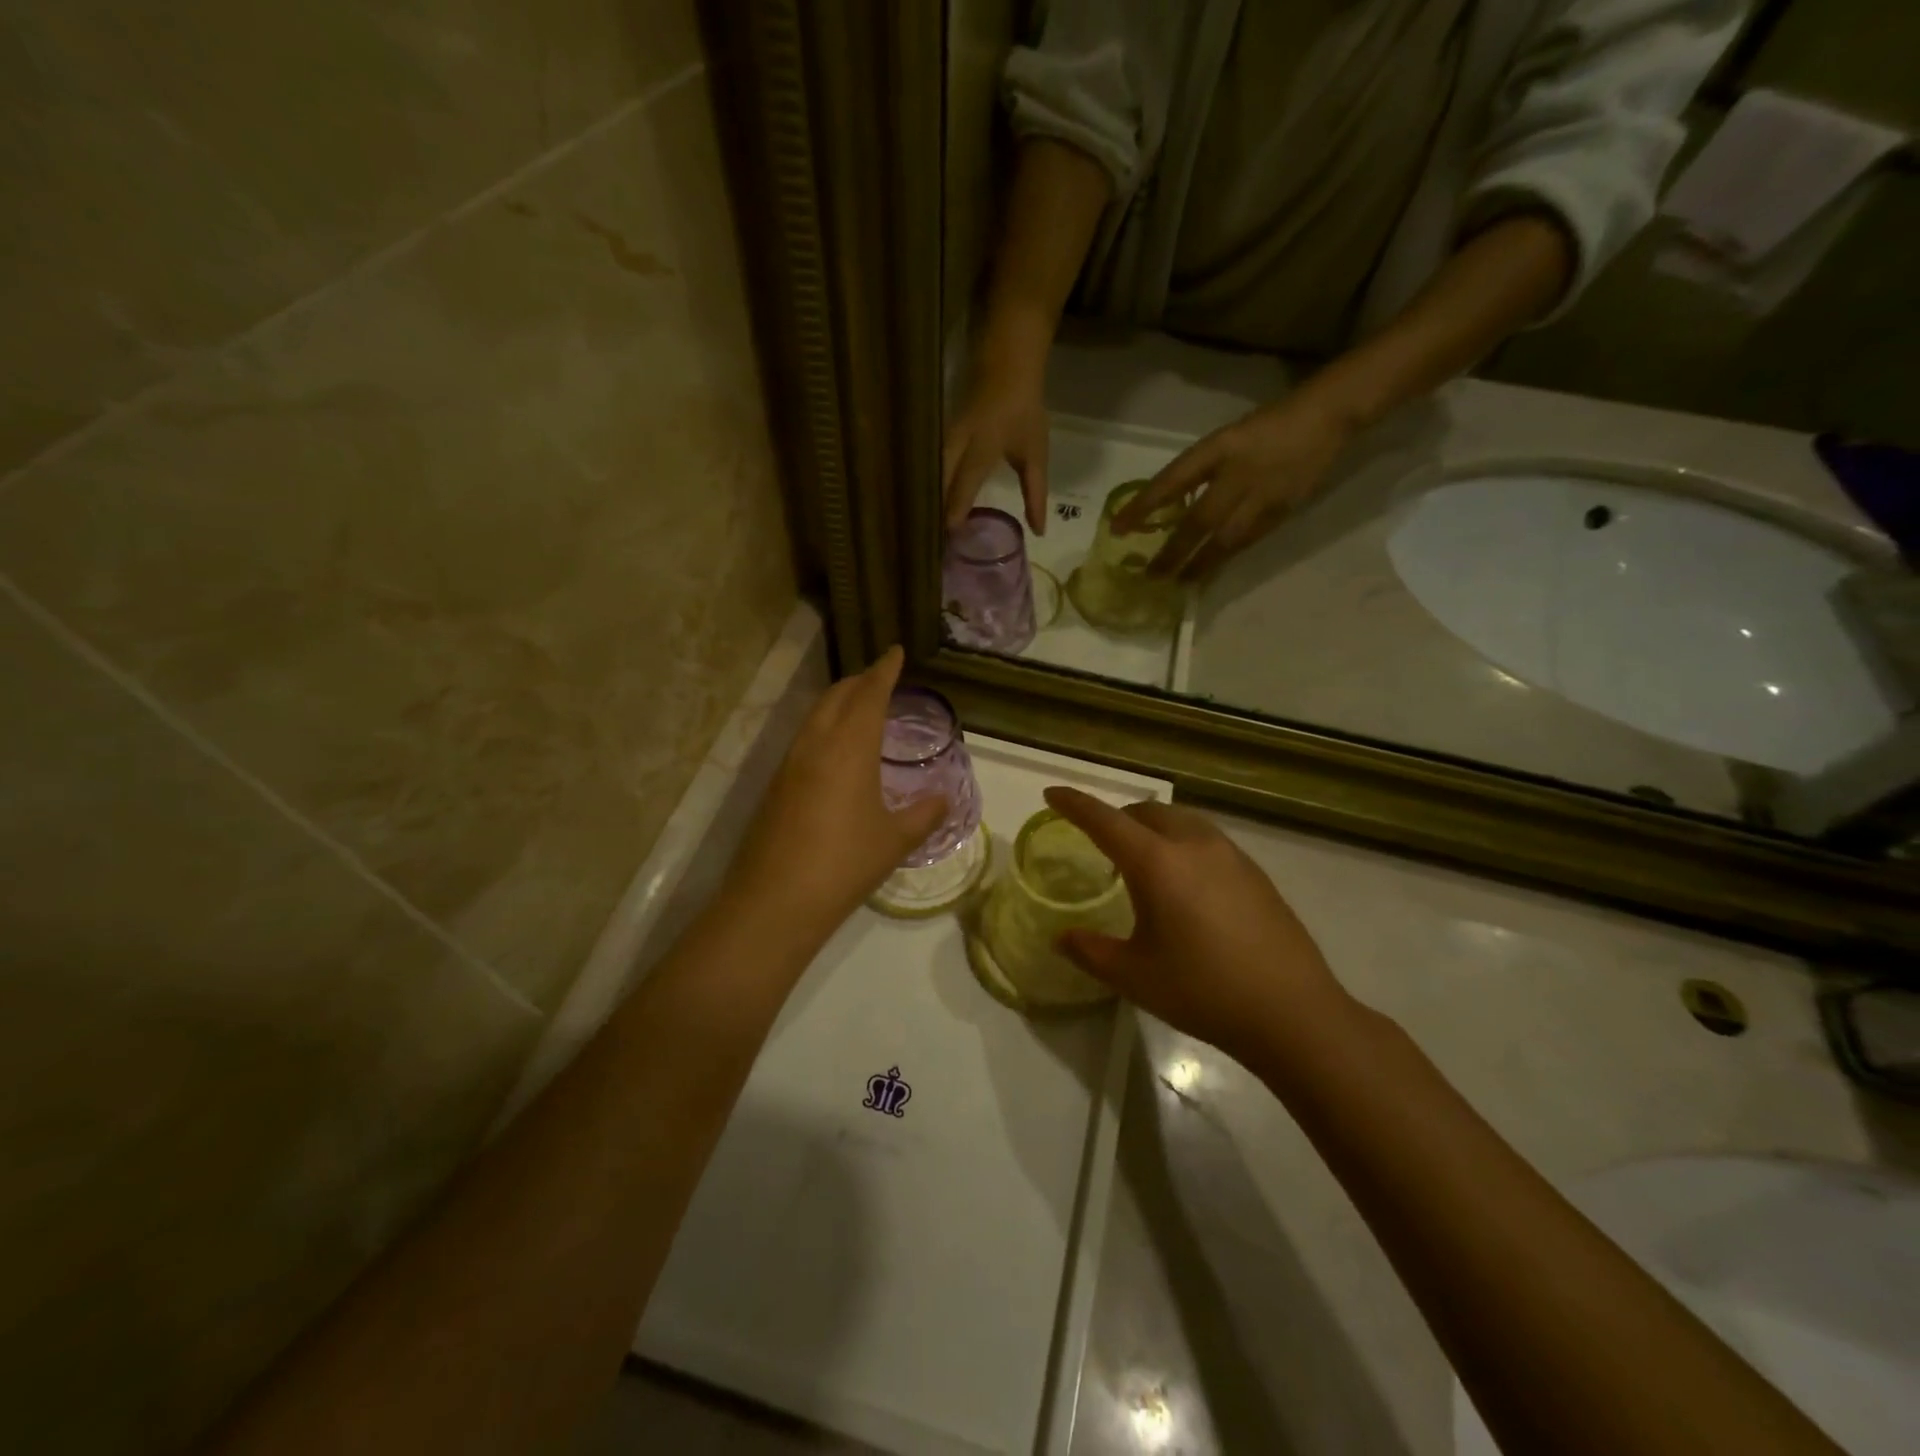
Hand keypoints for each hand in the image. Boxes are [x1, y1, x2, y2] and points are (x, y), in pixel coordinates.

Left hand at [727, 647, 948, 938]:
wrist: (775, 900)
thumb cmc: (844, 864)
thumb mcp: (894, 840)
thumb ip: (923, 815)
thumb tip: (943, 799)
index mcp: (849, 747)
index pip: (869, 694)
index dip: (884, 670)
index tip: (895, 651)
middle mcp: (816, 745)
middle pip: (837, 696)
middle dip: (860, 680)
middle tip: (880, 677)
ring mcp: (789, 764)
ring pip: (816, 715)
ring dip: (838, 702)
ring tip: (860, 708)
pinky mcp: (775, 786)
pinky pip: (804, 739)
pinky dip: (825, 727)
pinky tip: (835, 750)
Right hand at [943, 356, 1050, 534]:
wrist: (1005, 367)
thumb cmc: (1023, 414)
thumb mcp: (1035, 455)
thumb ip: (1035, 495)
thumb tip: (1038, 532)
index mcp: (982, 448)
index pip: (964, 484)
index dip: (956, 509)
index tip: (951, 535)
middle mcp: (956, 443)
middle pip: (939, 480)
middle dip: (935, 509)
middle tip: (934, 539)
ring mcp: (943, 437)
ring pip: (930, 472)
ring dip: (929, 498)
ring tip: (928, 525)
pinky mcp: (937, 435)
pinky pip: (929, 465)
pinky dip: (929, 485)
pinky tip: (929, 503)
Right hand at [1042, 787, 1348, 1064]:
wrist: (1292, 1011)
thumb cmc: (1204, 991)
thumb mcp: (1135, 976)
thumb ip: (1091, 951)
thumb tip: (1062, 937)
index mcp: (1158, 863)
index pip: (1105, 820)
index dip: (1074, 804)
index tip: (1052, 794)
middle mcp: (1194, 845)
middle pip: (1146, 812)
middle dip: (1116, 817)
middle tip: (1098, 842)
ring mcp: (1230, 855)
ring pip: (1180, 821)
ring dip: (1152, 828)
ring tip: (1142, 861)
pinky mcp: (1254, 872)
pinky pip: (1206, 839)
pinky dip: (1181, 843)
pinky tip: (1185, 883)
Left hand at [1116, 387, 1356, 580]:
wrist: (1326, 417)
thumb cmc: (1266, 427)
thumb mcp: (1223, 441)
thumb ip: (1197, 472)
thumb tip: (1166, 506)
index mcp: (1218, 449)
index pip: (1172, 481)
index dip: (1143, 506)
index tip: (1118, 528)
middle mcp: (1237, 474)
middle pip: (1198, 520)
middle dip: (1173, 551)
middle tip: (1151, 576)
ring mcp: (1261, 496)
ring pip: (1224, 540)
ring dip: (1199, 565)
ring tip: (1178, 584)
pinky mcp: (1281, 512)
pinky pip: (1246, 542)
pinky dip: (1225, 559)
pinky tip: (1210, 573)